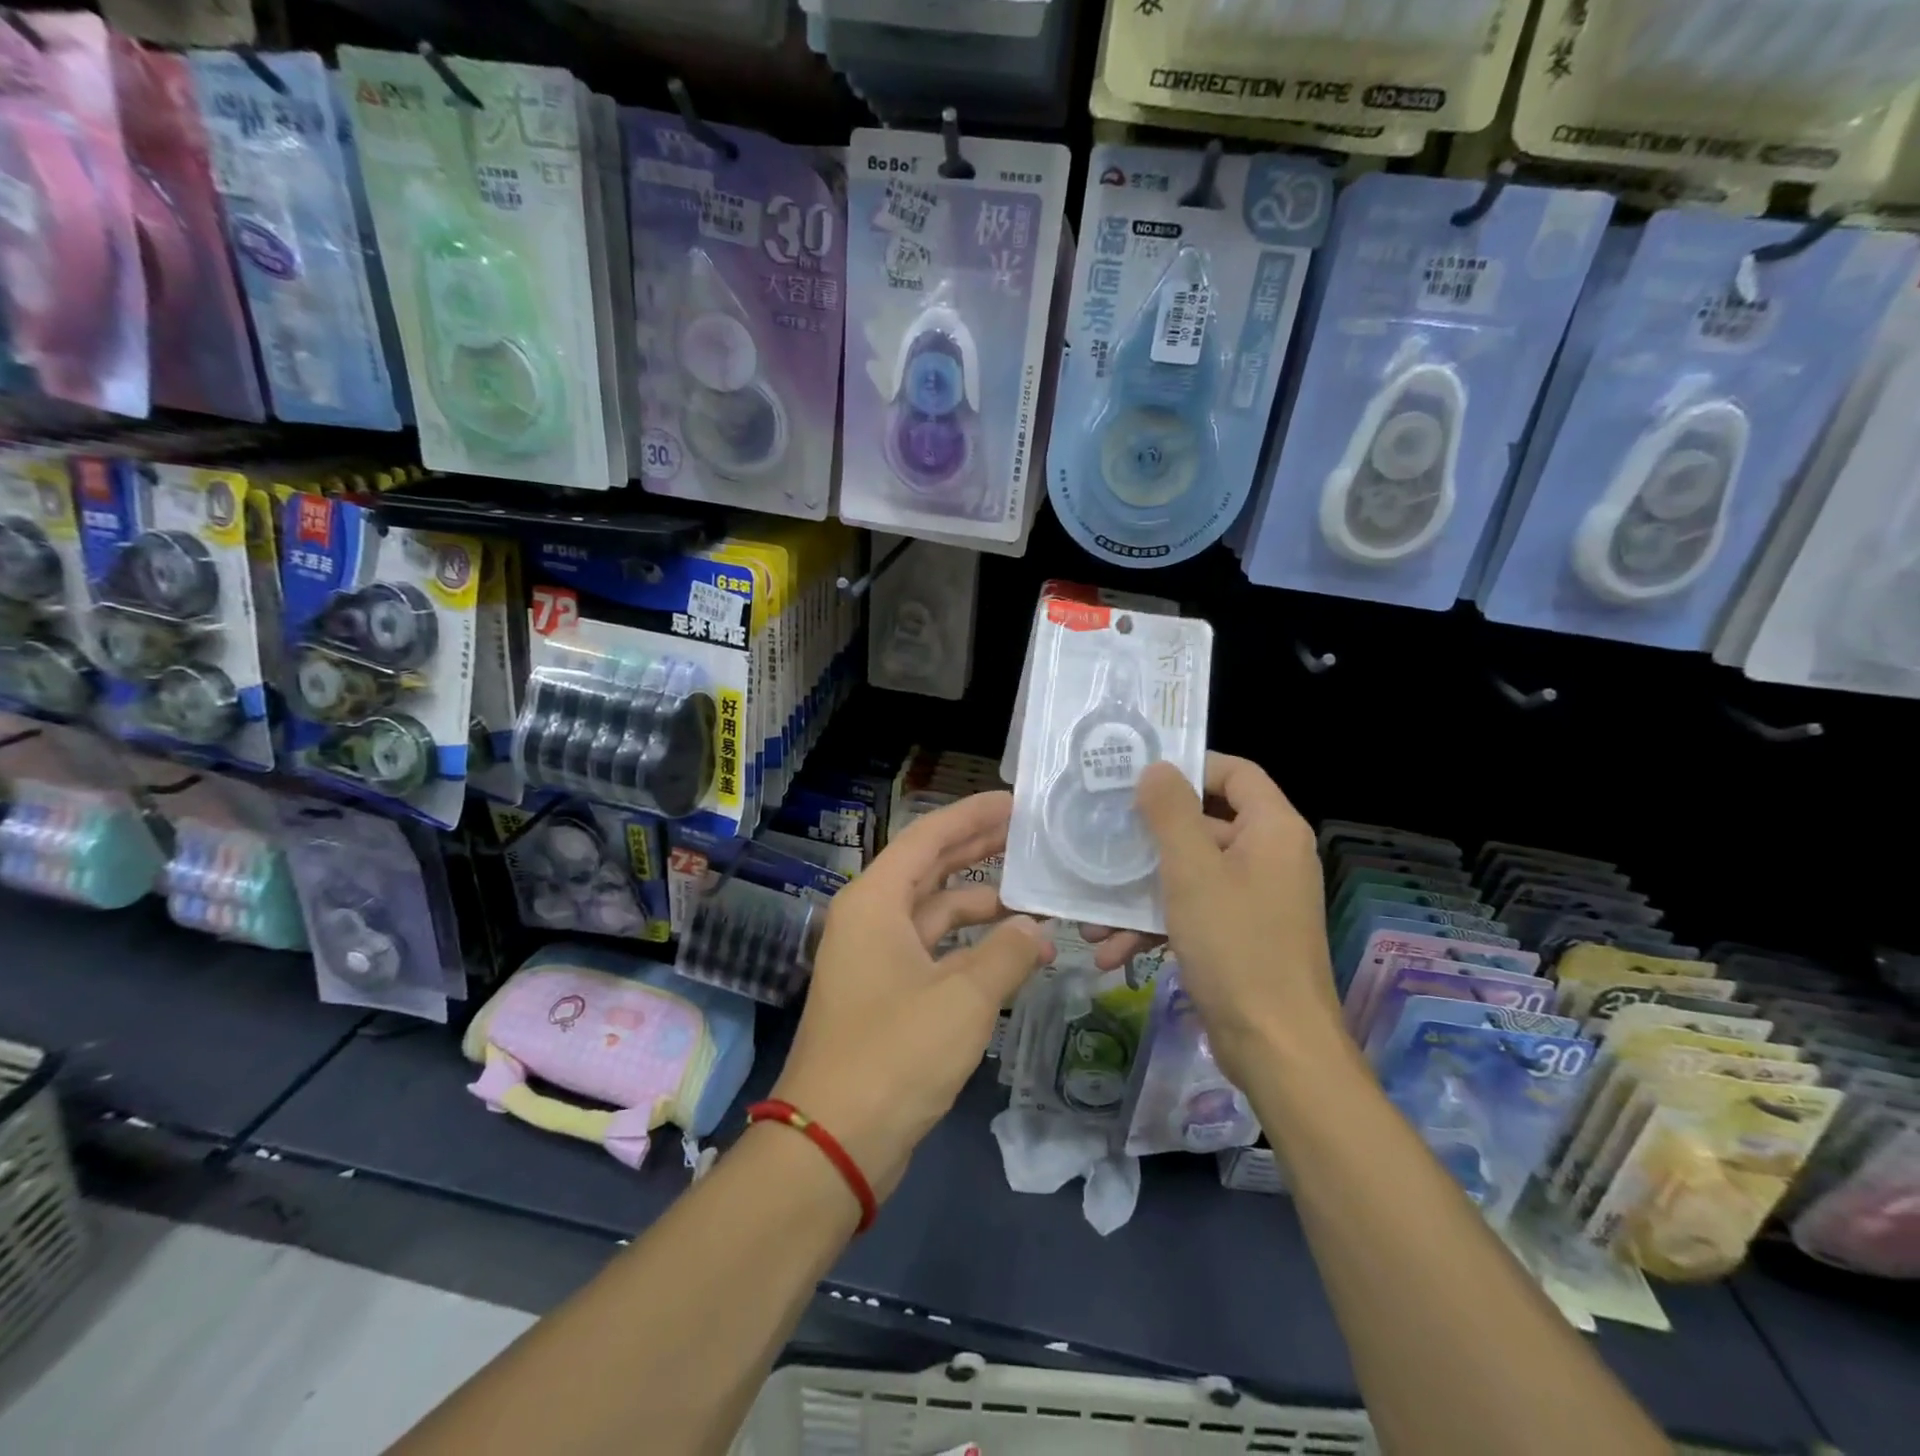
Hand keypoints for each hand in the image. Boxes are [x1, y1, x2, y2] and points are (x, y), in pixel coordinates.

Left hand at [772, 790, 1051, 1202]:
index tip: (1014, 801)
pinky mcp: (887, 996)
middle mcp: (871, 920)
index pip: (928, 837)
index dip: (971, 815)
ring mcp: (877, 959)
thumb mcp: (963, 998)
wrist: (835, 1142)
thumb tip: (1039, 932)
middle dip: (977, 850)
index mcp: (875, 901)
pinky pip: (935, 952)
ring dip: (979, 904)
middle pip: (930, 869)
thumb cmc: (895, 1053)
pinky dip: (970, 947)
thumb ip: (1007, 954)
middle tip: (1028, 834)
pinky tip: (1009, 950)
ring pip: (935, 914)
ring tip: (1033, 896)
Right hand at [1091, 754, 1338, 1086]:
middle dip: (1146, 842)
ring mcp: (1254, 900)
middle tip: (1100, 839)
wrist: (1276, 1048)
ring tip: (1091, 919)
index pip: (1236, 773)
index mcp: (1272, 830)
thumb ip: (1171, 813)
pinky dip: (1155, 927)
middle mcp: (1268, 857)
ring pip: (1189, 875)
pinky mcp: (1239, 936)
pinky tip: (1111, 953)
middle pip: (1204, 825)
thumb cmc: (1236, 945)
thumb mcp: (1193, 871)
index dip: (1190, 767)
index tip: (1138, 776)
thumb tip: (1156, 768)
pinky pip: (1193, 913)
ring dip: (1139, 894)